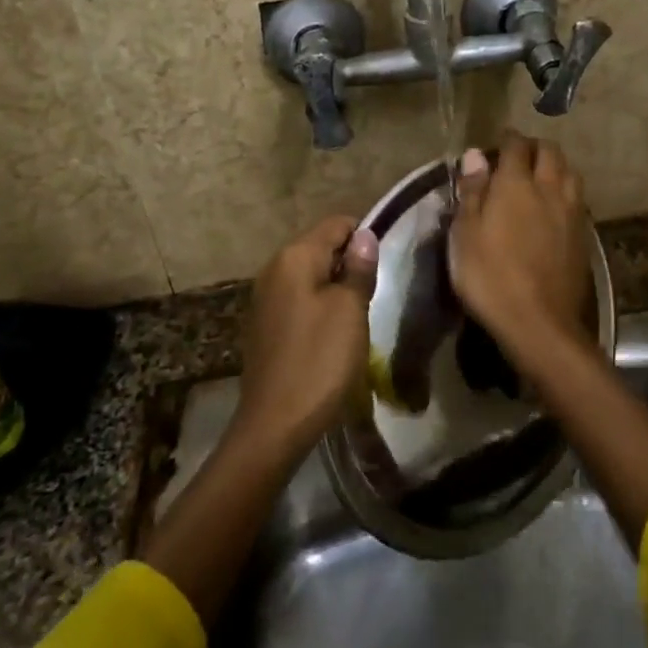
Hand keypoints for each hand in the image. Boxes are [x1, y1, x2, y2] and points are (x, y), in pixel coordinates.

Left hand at [237, 215, 380, 459]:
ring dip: (335, 287)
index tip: (383, 267)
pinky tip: (331, 334)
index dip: (364, 238)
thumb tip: (364, 235)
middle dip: (349, 263)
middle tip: (373, 295)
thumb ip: (358, 269)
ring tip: (356, 317)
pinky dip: (318, 306)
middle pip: (321, 247)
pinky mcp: (265, 323)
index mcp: (295, 256)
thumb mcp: (350, 311)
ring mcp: (265, 297)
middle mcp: (274, 268)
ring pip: (311, 275)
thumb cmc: (320, 360)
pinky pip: (299, 298)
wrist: (275, 423)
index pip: (337, 224)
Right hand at [448, 132, 593, 364]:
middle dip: (534, 147)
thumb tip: (475, 155)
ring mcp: (572, 212)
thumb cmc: (490, 277)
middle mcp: (549, 189)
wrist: (539, 322)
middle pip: (550, 152)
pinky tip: (556, 206)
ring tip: (540, 177)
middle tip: (518, 156)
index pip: (516, 146)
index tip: (497, 143)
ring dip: (555, 166)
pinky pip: (577, 199)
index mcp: (516, 184)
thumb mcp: (465, 234)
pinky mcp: (584, 236)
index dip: (506, 139)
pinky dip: (566, 191)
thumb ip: (472, 191)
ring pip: (570, 172)